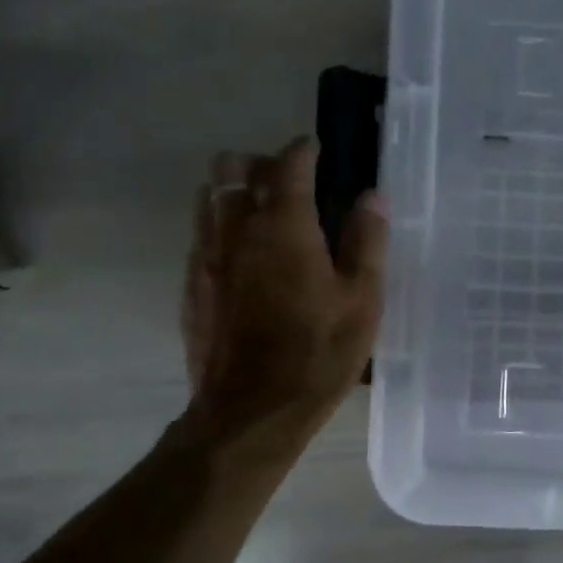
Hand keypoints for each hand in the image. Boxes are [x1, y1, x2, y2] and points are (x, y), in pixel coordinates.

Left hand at [181, 138, 384, 437]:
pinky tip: (244, 256)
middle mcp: (235, 229)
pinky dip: (220, 226)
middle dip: (260, 162)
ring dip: (234, 190)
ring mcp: (205, 256)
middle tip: (290, 183)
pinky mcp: (191, 286)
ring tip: (265, 213)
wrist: (249, 412)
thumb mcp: (361, 300)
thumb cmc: (316, 355)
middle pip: (232, 167)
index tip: (318, 150)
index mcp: (283, 225)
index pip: (288, 163)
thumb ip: (366, 241)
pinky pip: (200, 234)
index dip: (304, 150)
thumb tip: (372, 196)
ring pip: (209, 196)